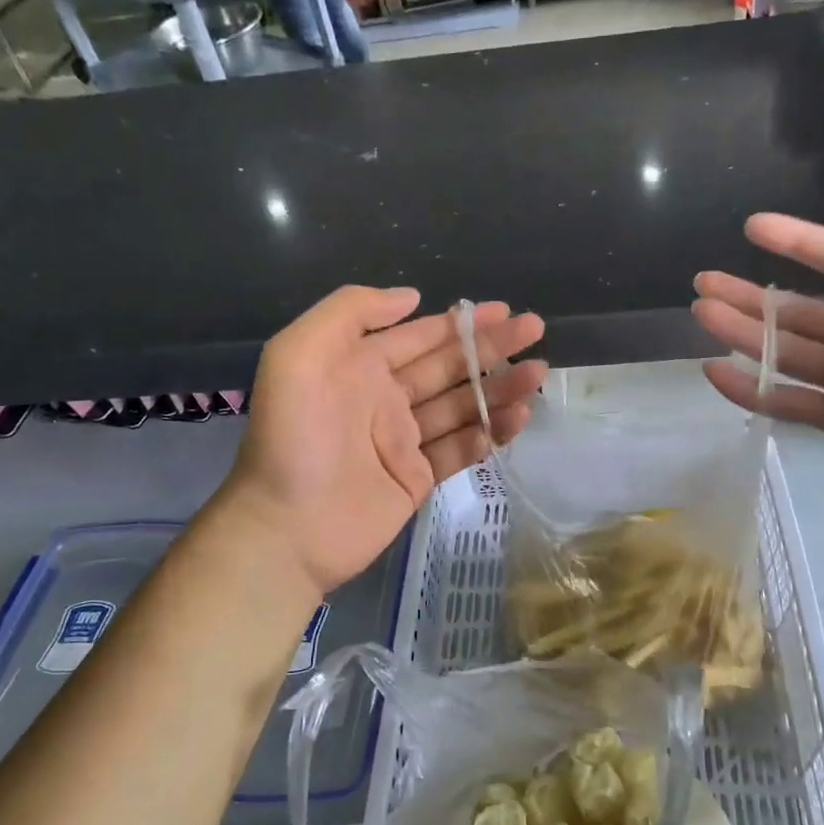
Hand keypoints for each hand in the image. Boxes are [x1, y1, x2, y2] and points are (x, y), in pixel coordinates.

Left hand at [217, 286, 546, 592]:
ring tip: (537, 374)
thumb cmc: (292, 437)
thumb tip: (411, 296)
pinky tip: (518, 418)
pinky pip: (461, 449)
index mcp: (360, 367)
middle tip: (536, 330)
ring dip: (499, 388)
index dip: (461, 322)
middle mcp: (386, 399)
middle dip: (491, 348)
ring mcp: (404, 441)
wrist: (286, 528)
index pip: (420, 337)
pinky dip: (490, 433)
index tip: (503, 310)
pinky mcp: (417, 479)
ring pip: (462, 406)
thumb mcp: (298, 355)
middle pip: (449, 367)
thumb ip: (350, 312)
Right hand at [692, 195, 823, 492]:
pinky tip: (714, 371)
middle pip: (797, 309)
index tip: (752, 226)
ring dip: (741, 332)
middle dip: (749, 293)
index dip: (796, 241)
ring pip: (784, 351)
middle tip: (703, 281)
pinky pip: (790, 401)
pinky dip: (752, 389)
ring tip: (700, 312)